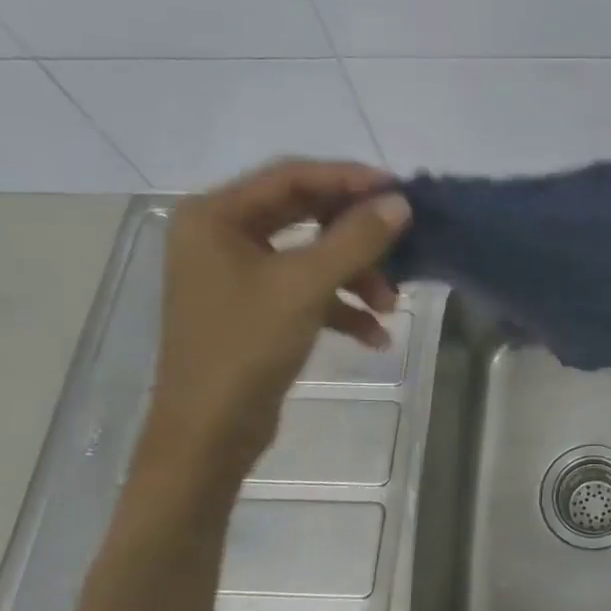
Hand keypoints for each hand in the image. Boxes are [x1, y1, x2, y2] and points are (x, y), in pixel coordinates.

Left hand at [140, 160, 410, 484]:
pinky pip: (305, 292)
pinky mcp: (254, 309)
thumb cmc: (245, 347)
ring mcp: (237, 274)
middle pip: (304, 215)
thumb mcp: (305, 286)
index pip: (292, 176)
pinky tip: (374, 335)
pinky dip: (340, 307)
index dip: (349, 179)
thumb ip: (355, 239)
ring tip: (391, 305)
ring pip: (310, 257)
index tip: (399, 190)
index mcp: (216, 216)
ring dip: (355, 276)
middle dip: (355, 235)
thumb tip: (400, 204)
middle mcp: (221, 236)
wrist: (208, 434)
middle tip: (401, 238)